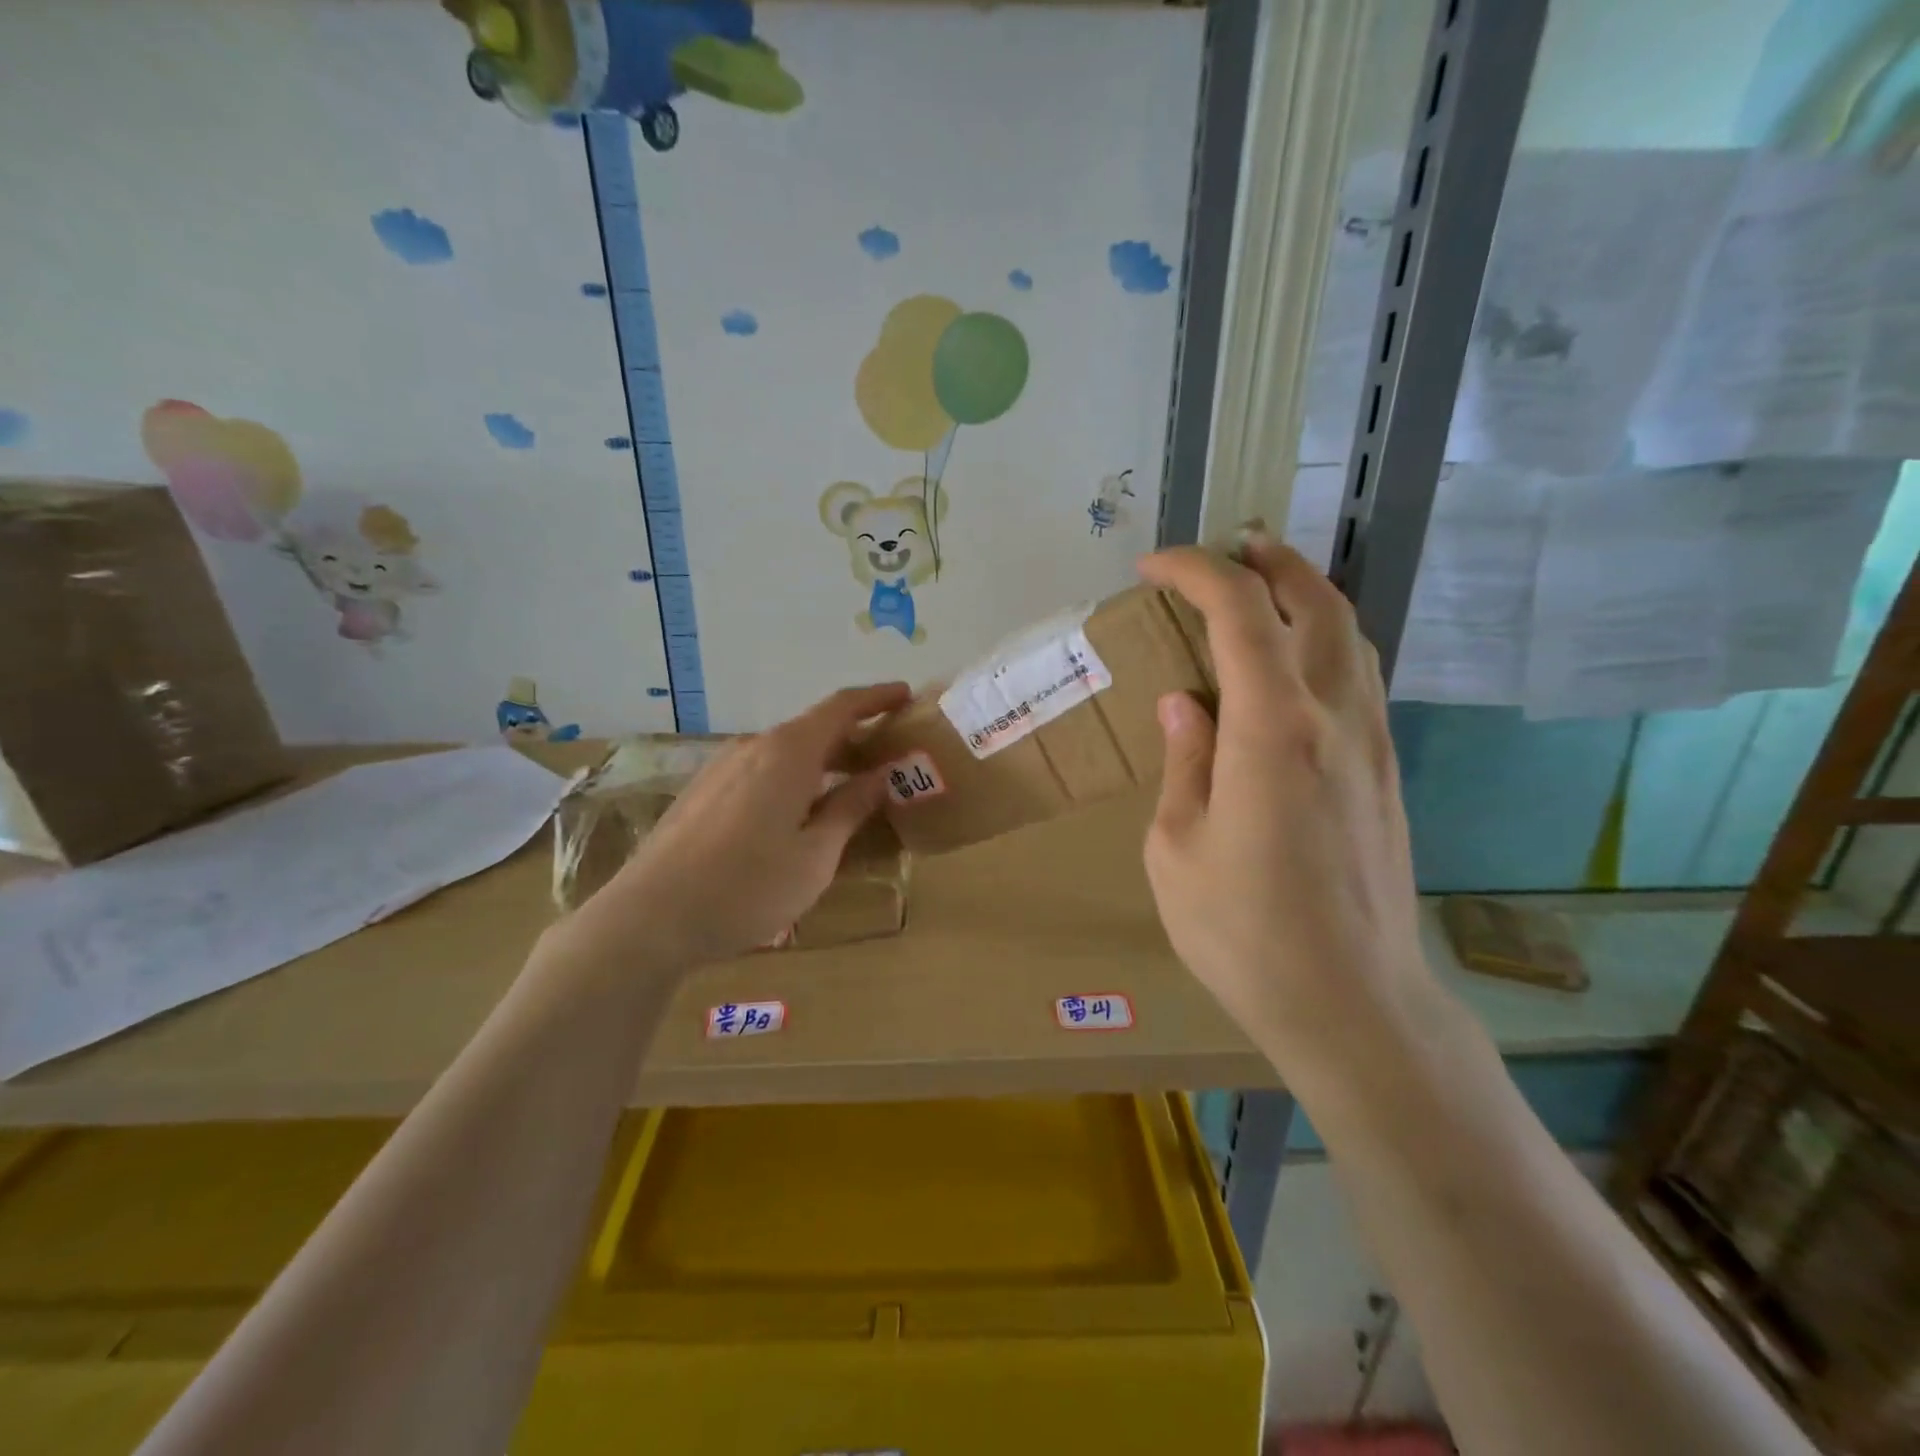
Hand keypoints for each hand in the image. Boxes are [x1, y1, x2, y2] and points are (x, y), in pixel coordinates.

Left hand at [571, 684, 910, 967]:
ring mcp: (722, 768)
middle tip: (889, 762)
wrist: (649, 919)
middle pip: (813, 729)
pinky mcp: (702, 792)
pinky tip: (798, 816)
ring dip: (822, 764)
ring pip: (785, 753)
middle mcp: (754, 748)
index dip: (876, 698)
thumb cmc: (746, 887)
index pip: (841, 707)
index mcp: (788, 753)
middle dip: (855, 740)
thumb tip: (879, 776)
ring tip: (848, 793)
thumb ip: (850, 809)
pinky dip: (792, 780)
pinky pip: (760, 772)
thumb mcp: (815, 856)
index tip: (905, 696)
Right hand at [1137, 533, 1432, 1076]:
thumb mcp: (1176, 848)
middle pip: (1316, 603)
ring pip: (1351, 635)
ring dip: (1306, 595)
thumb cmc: (1243, 932)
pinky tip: (1296, 662)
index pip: (1239, 613)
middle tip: (1227, 550)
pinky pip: (1362, 675)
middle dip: (1269, 561)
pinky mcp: (1388, 772)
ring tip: (1263, 587)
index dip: (1195, 571)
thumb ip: (1183, 762)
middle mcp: (1334, 717)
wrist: (1354, 1003)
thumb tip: (1184, 704)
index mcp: (1270, 729)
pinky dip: (1327, 640)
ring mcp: (1373, 742)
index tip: (1153, 566)